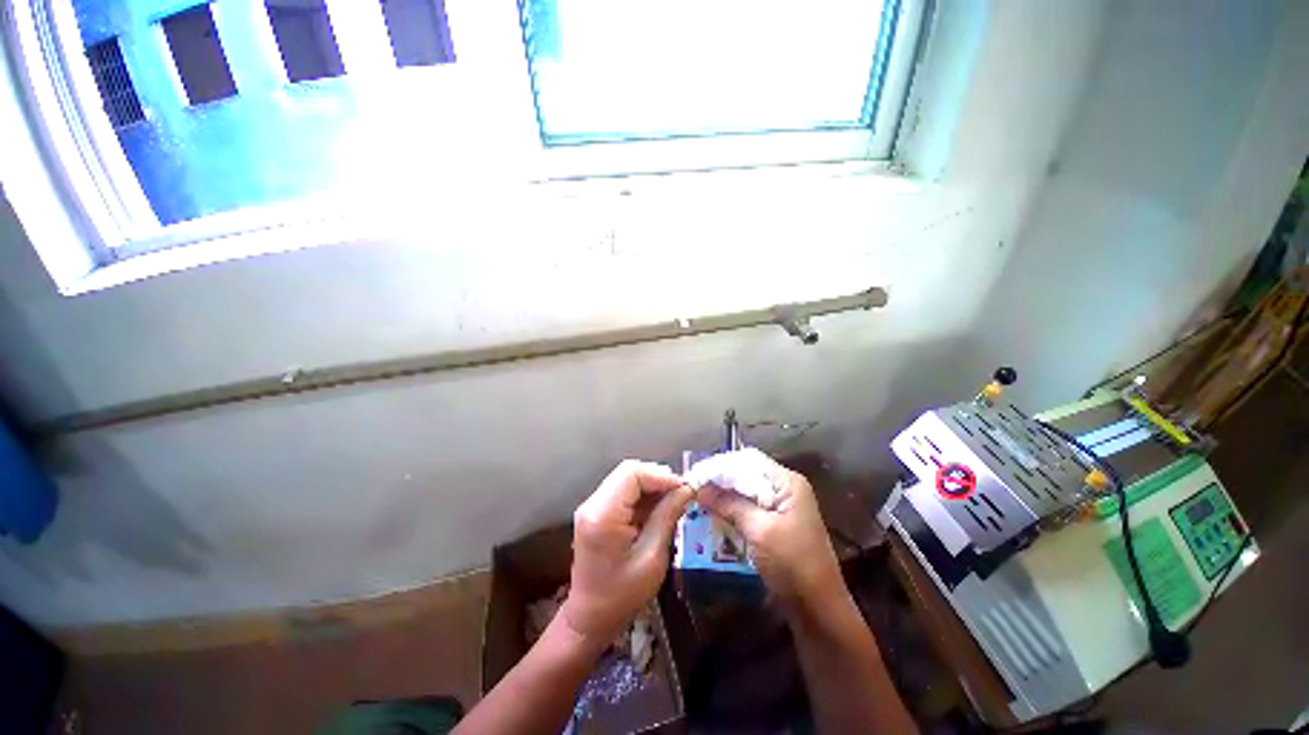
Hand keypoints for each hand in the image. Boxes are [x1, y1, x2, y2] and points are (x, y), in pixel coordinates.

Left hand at [563, 460, 693, 644]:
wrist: (589, 619)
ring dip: (652, 487)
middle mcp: (593, 503)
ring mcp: (593, 507)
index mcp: (603, 514)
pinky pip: (624, 492)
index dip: (661, 475)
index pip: (632, 473)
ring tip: (674, 503)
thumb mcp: (652, 558)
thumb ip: (667, 517)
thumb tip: (687, 489)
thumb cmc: (622, 596)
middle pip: (629, 472)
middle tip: (681, 495)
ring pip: (628, 479)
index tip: (685, 488)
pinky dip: (644, 496)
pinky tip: (658, 510)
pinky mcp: (597, 512)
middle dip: (658, 479)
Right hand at [696, 449, 842, 607]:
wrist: (819, 609)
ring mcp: (782, 507)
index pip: (748, 461)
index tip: (696, 474)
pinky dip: (732, 510)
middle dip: (720, 481)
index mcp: (787, 483)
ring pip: (746, 492)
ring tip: (698, 499)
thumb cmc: (793, 564)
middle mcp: (785, 489)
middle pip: (746, 474)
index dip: (721, 465)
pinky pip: (749, 508)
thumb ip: (730, 504)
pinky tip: (714, 515)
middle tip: (693, 488)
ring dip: (724, 496)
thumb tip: (700, 488)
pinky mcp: (776, 524)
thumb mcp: (759, 530)